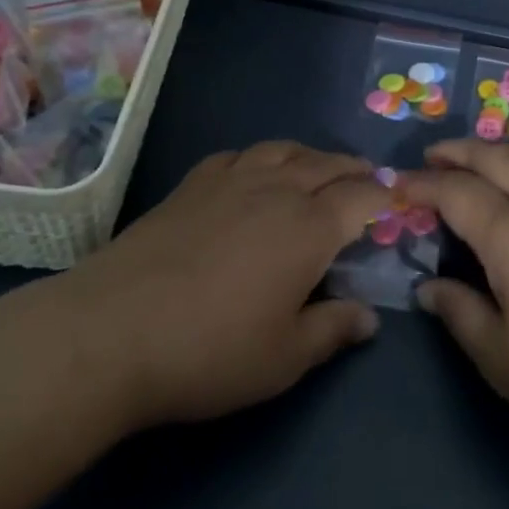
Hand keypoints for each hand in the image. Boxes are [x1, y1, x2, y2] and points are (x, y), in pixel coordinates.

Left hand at [59, 141, 389, 432]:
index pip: (361, 197)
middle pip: (328, 164)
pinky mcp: (194, 182)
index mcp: (310, 227)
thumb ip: (333, 331)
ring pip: (285, 150)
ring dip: (311, 156)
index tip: (395, 204)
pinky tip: (254, 172)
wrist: (114, 330)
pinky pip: (239, 154)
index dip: (383, 197)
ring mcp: (233, 179)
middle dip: (354, 170)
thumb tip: (370, 318)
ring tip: (318, 169)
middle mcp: (278, 189)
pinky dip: (260, 158)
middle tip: (367, 181)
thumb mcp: (283, 358)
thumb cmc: (210, 350)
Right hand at [403, 139, 508, 465]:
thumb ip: (459, 313)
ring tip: (473, 163)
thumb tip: (429, 288)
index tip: (396, 186)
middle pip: (494, 157)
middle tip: (430, 157)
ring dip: (494, 153)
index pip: (455, 192)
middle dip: (456, 151)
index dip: (422, 185)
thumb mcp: (500, 357)